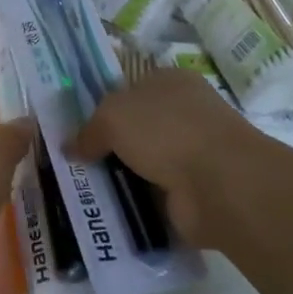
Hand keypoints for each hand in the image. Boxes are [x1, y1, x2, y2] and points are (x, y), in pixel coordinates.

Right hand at [69, 69, 283, 248]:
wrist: (221, 185)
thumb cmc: (166, 131)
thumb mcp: (113, 116)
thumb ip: (89, 130)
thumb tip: (71, 147)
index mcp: (170, 82)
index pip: (129, 88)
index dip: (102, 106)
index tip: (75, 128)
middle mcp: (183, 114)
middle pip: (134, 128)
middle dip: (107, 145)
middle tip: (72, 162)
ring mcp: (191, 154)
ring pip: (142, 163)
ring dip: (119, 177)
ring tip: (82, 191)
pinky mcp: (194, 192)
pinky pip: (153, 195)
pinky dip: (135, 204)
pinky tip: (107, 211)